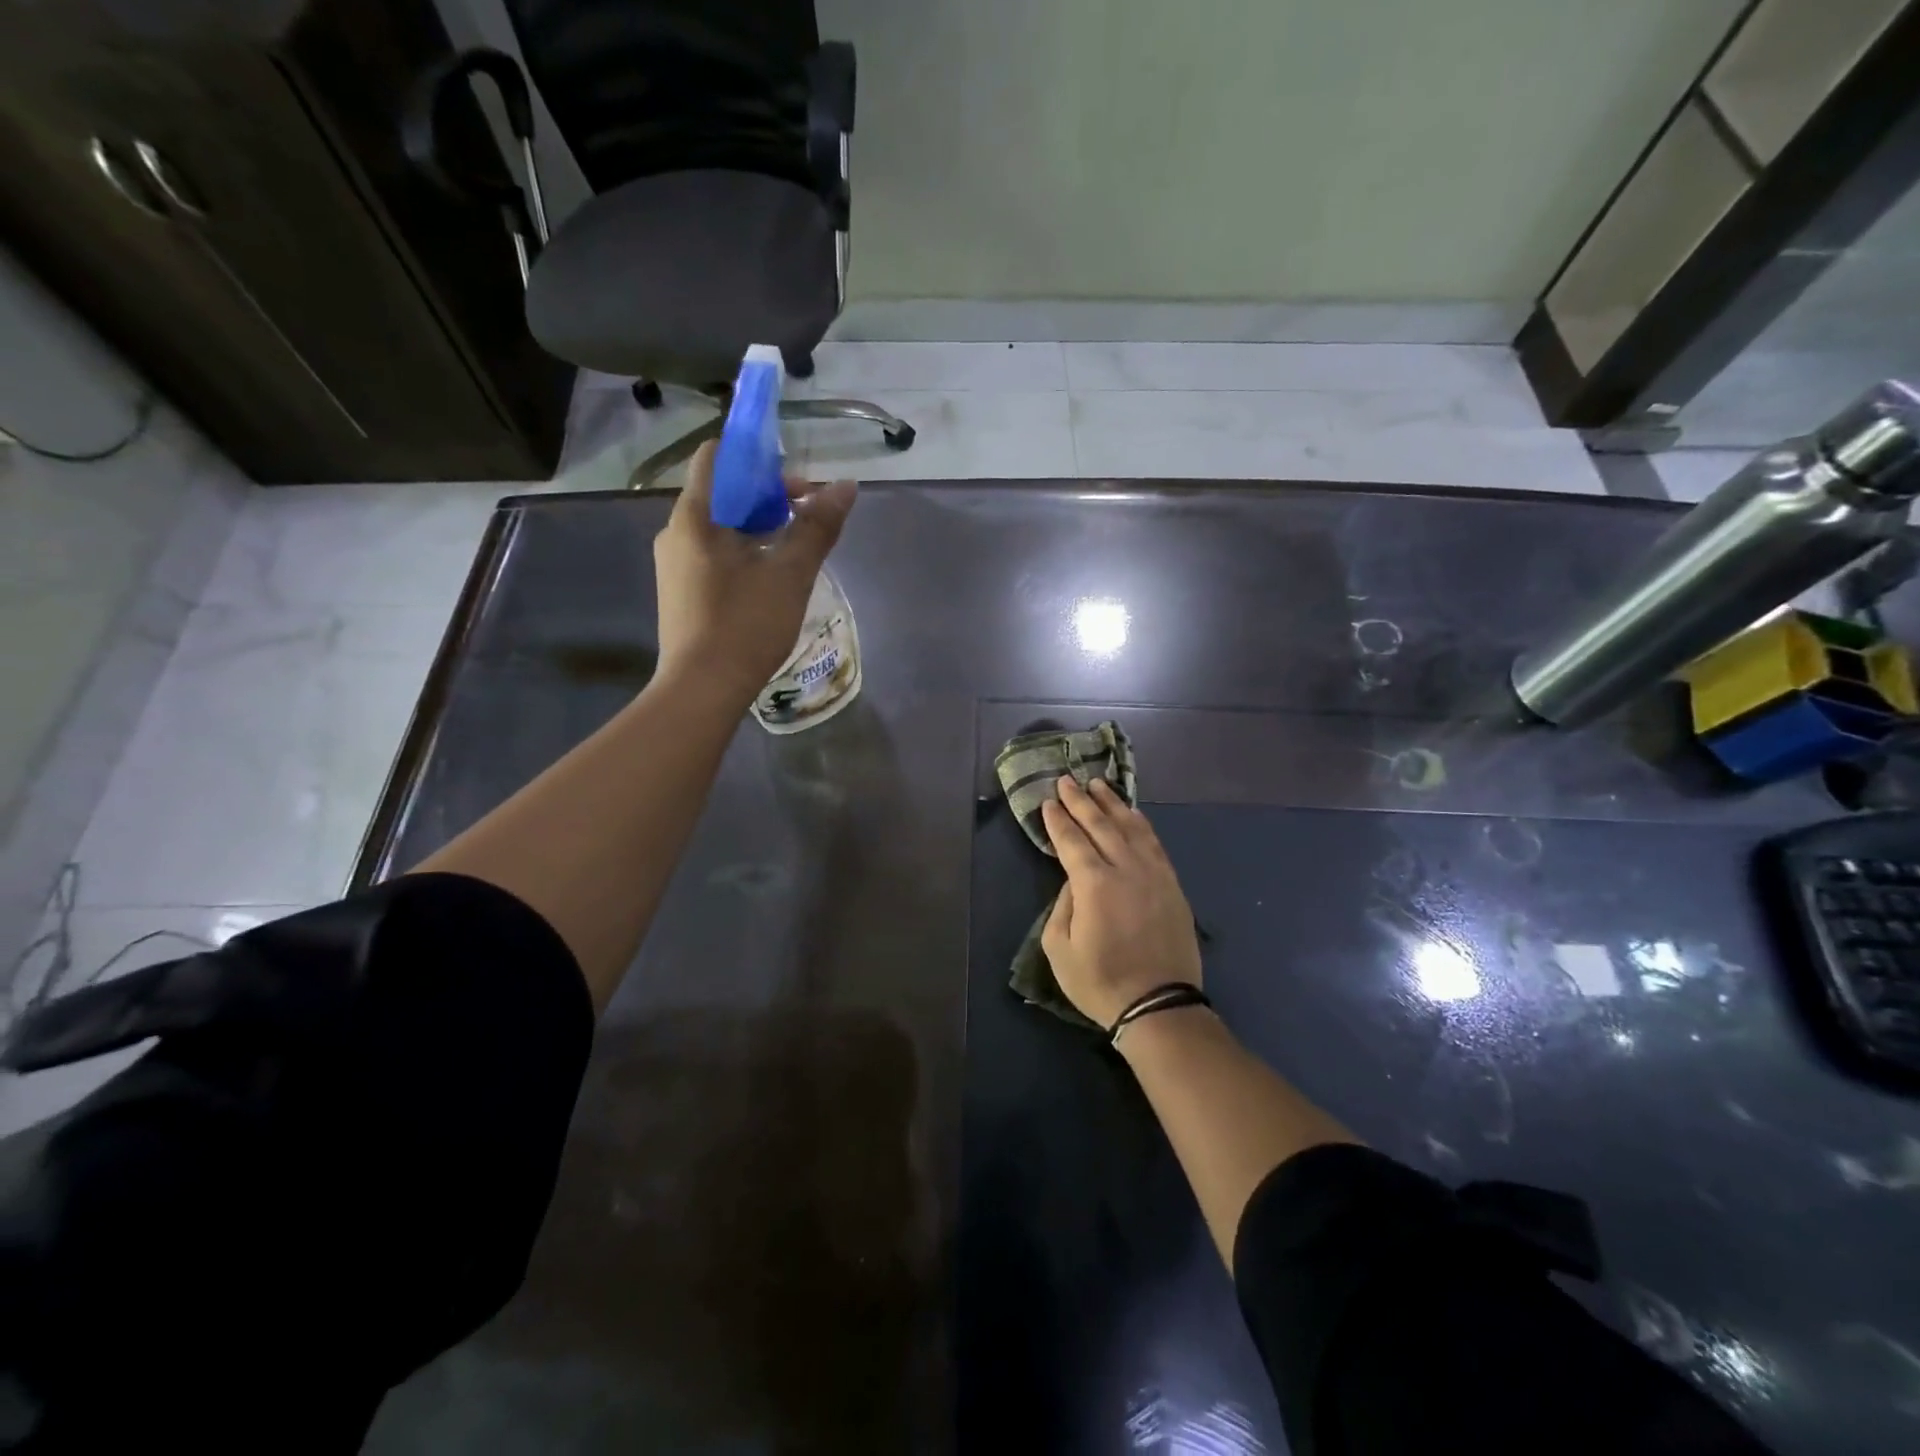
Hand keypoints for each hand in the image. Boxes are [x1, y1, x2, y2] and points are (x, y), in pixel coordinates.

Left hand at [653, 440, 856, 703]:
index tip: (795, 479)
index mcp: (695, 517)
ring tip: (797, 551)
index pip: (717, 456)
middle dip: (769, 497)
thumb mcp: (790, 574)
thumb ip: (818, 527)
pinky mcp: (681, 593)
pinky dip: (745, 553)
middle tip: (809, 518)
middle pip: (723, 493)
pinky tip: (772, 579)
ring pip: (721, 528)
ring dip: (761, 527)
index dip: (757, 456)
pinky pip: (715, 555)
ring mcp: (675, 565)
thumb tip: (846, 486)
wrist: (702, 690)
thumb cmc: (745, 626)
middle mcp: (676, 533)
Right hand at [1040, 776, 1201, 1029]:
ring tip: (1098, 785)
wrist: (1160, 1005)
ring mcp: (1154, 874)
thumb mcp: (1060, 949)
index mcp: (1094, 884)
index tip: (1049, 800)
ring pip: (1131, 827)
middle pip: (1101, 824)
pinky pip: (1155, 843)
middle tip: (1067, 780)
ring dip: (1112, 803)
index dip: (1059, 819)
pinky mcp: (1172, 884)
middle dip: (1081, 801)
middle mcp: (1126, 868)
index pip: (1072, 840)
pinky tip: (1133, 814)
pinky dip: (1141, 823)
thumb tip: (1073, 880)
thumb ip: (1061, 906)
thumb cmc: (1101, 982)